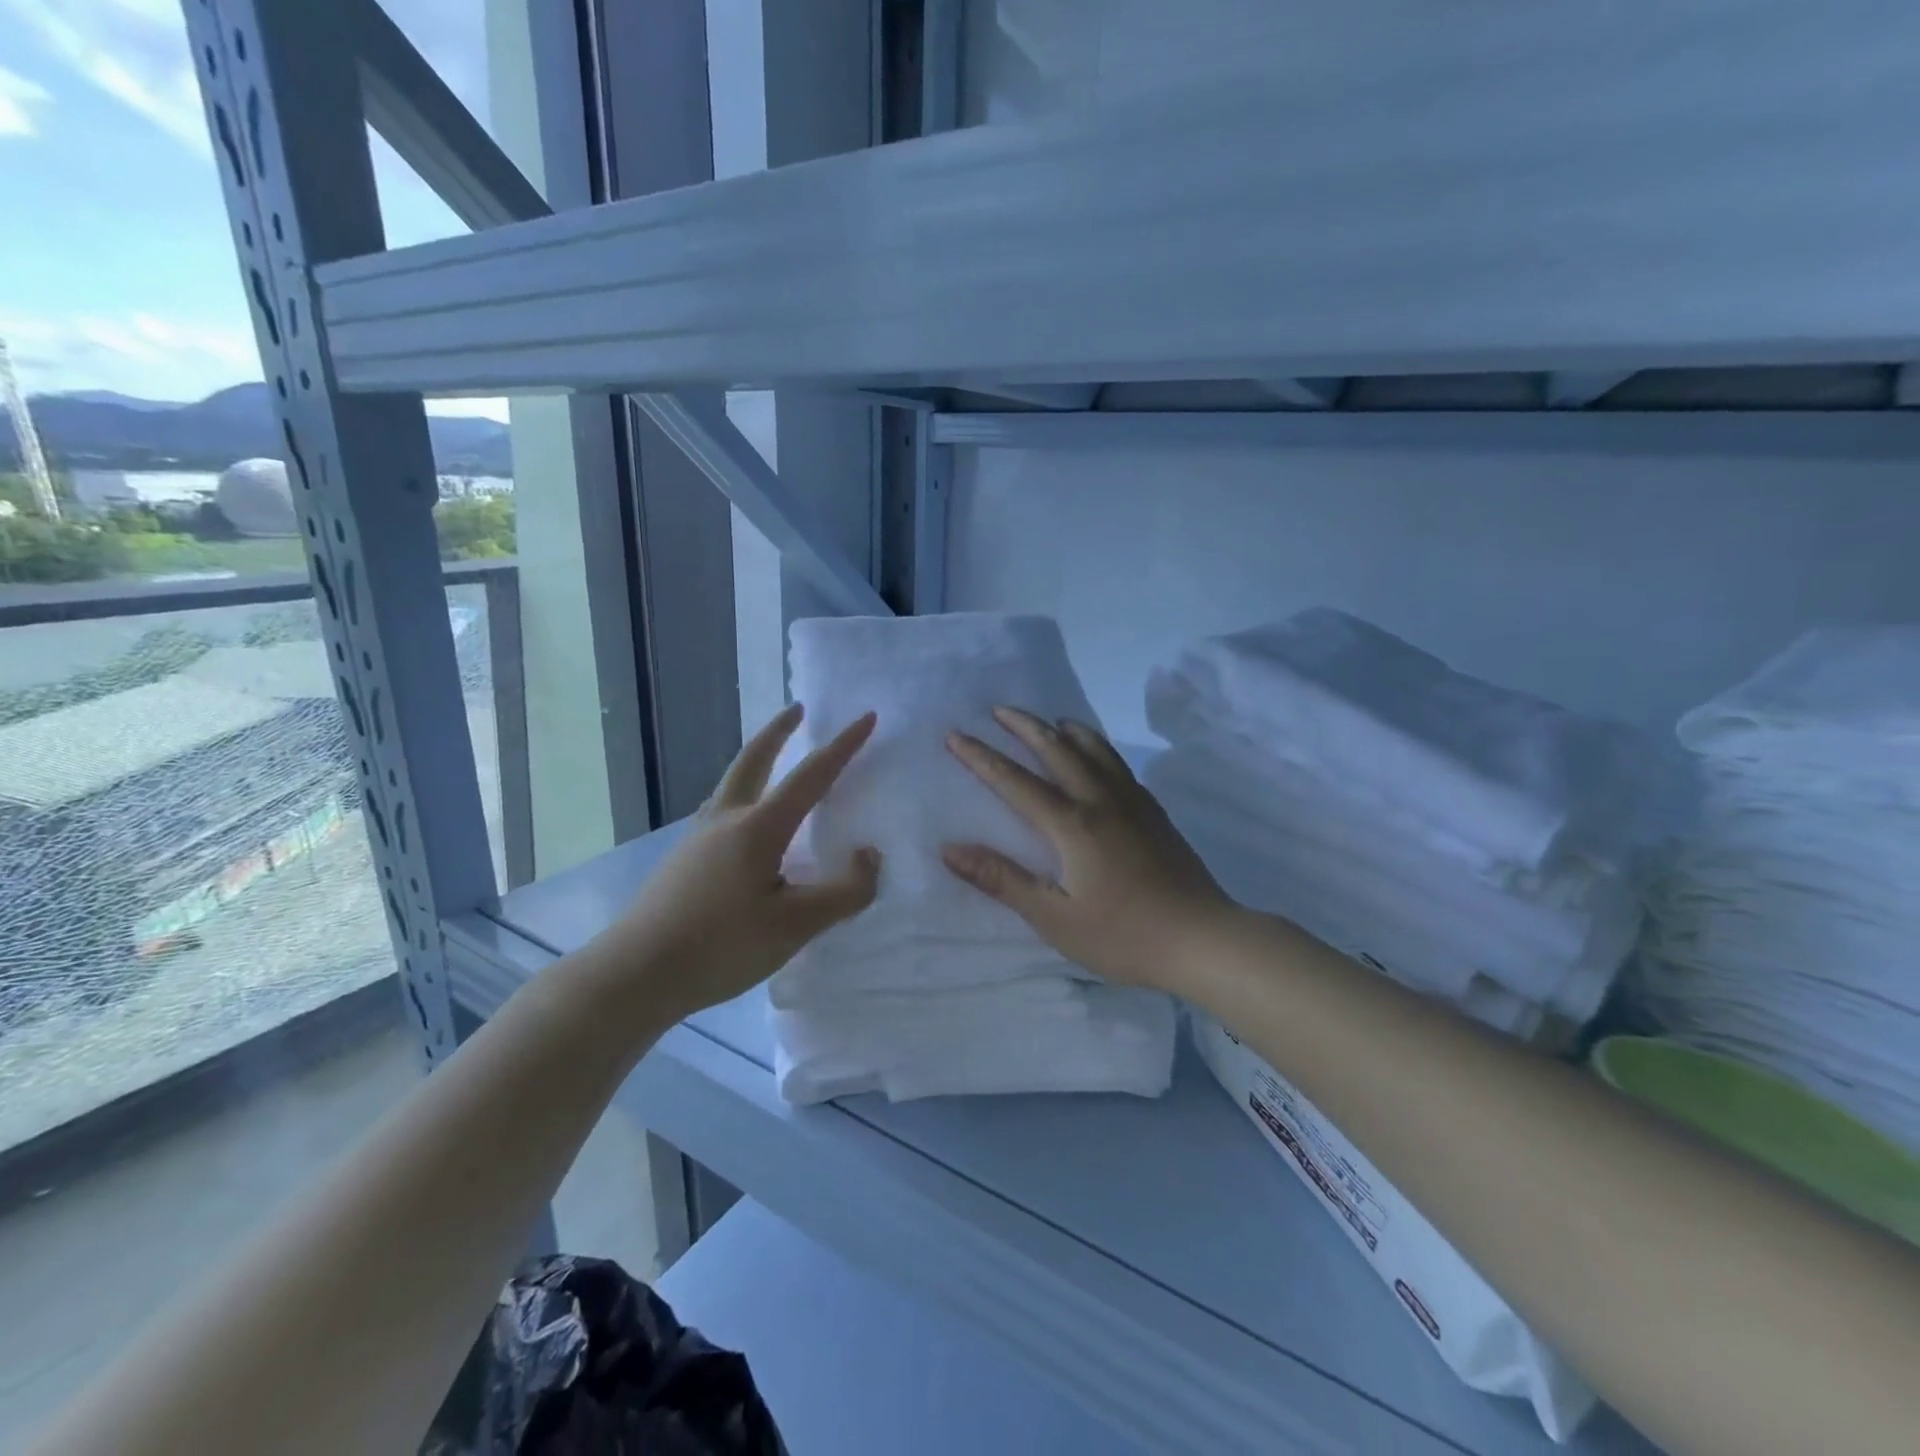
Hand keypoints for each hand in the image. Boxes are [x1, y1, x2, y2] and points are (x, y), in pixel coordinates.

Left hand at [590, 703, 881, 1023]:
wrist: (635, 976)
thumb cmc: (720, 946)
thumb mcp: (795, 926)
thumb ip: (844, 892)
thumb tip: (870, 857)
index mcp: (758, 828)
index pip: (811, 775)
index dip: (842, 746)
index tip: (865, 717)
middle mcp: (725, 820)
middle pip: (753, 760)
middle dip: (779, 732)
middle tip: (797, 710)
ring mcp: (697, 839)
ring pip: (732, 784)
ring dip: (757, 762)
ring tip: (775, 764)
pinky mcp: (683, 861)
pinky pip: (722, 813)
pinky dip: (744, 797)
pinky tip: (748, 829)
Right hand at [941, 707, 1233, 990]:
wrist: (1203, 939)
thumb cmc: (1122, 935)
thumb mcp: (1054, 918)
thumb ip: (1002, 880)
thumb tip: (950, 849)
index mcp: (1071, 824)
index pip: (1015, 781)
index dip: (981, 757)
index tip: (955, 734)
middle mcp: (1100, 800)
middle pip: (1057, 750)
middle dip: (1025, 726)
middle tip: (1000, 710)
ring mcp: (1133, 803)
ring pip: (1095, 750)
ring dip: (1067, 730)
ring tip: (1051, 720)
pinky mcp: (1155, 813)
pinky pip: (1119, 765)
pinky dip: (1098, 748)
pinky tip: (1098, 757)